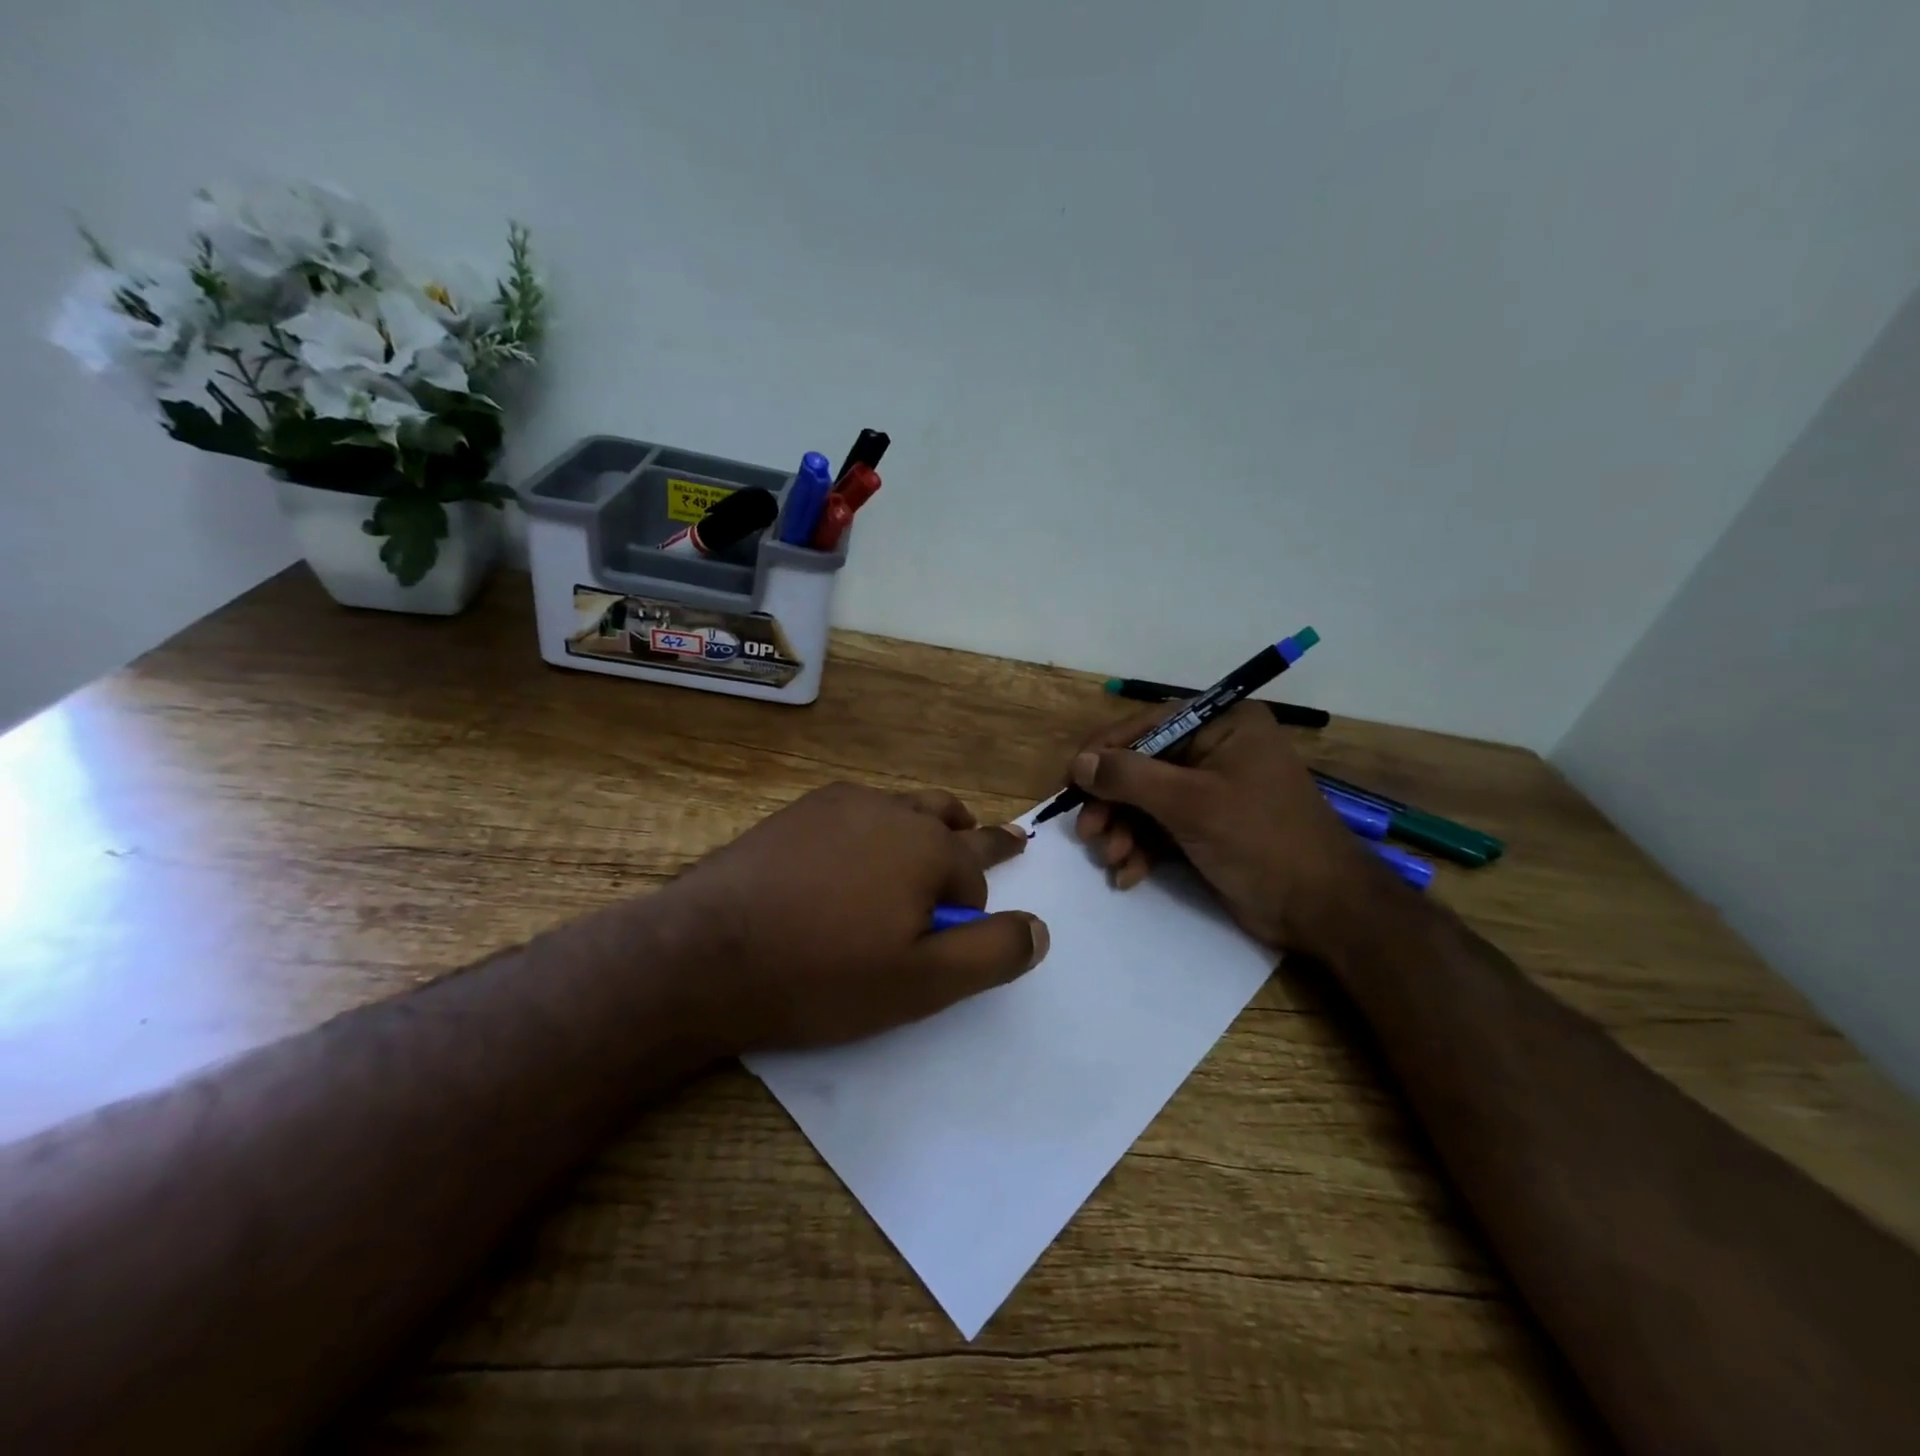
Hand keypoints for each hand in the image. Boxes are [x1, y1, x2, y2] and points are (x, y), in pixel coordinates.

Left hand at [659, 783, 1047, 1054]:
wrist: (704, 954)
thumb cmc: (823, 973)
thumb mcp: (922, 982)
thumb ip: (991, 953)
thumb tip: (1040, 928)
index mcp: (926, 845)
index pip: (975, 871)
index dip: (972, 906)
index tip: (957, 934)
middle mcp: (889, 809)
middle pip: (945, 818)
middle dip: (971, 834)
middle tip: (992, 836)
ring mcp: (836, 804)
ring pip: (899, 807)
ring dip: (922, 823)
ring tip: (929, 836)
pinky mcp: (795, 813)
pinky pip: (853, 812)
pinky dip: (870, 826)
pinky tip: (851, 854)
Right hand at [1066, 701, 1383, 956]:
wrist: (1322, 910)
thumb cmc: (1261, 841)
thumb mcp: (1191, 804)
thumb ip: (1130, 777)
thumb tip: (1080, 762)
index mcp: (1222, 724)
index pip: (1147, 726)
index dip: (1104, 753)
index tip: (1069, 783)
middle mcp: (1215, 749)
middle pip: (1142, 766)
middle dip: (1113, 803)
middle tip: (1088, 834)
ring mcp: (1211, 790)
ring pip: (1146, 801)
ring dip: (1122, 831)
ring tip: (1112, 859)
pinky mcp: (1208, 826)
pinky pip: (1160, 827)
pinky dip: (1141, 849)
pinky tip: (1129, 874)